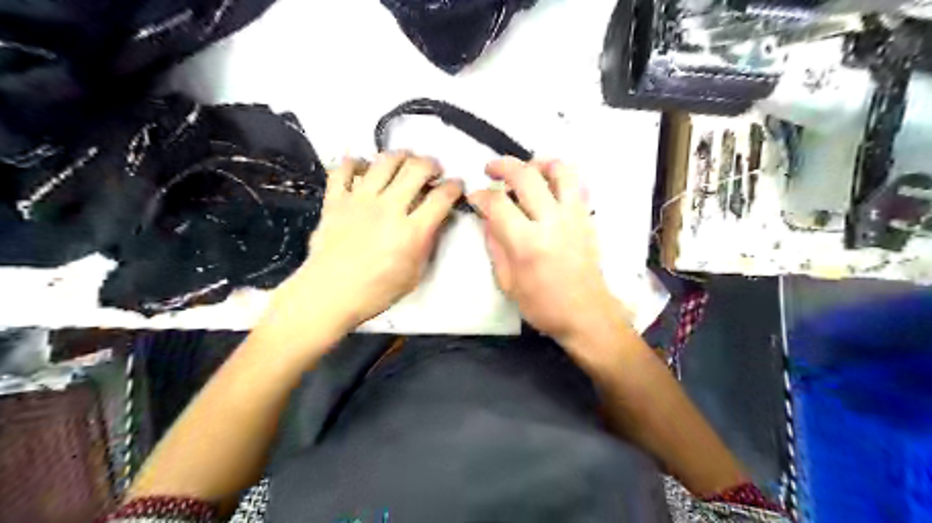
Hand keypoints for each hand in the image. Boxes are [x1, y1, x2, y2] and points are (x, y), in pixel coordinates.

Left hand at [267, 151, 460, 338]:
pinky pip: (344, 169)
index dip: (454, 187)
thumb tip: (433, 222)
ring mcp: (360, 201)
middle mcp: (388, 209)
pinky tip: (363, 167)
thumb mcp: (414, 275)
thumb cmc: (375, 292)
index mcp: (411, 232)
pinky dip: (355, 162)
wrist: (329, 294)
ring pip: (385, 161)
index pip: (441, 197)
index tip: (456, 186)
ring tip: (405, 161)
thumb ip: (426, 245)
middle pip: (417, 169)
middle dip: (432, 164)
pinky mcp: (337, 200)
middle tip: (433, 170)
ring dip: (401, 156)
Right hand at [469, 155, 628, 346]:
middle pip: (525, 175)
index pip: (498, 203)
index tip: (474, 197)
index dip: (480, 195)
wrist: (587, 313)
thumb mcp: (507, 282)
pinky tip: (548, 184)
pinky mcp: (586, 217)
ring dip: (537, 162)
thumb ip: (495, 245)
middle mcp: (551, 221)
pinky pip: (576, 183)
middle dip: (502, 165)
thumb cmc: (543, 305)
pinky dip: (559, 175)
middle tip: (490, 170)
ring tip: (524, 169)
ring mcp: (573, 215)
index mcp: (527, 243)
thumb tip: (488, 218)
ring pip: (558, 169)